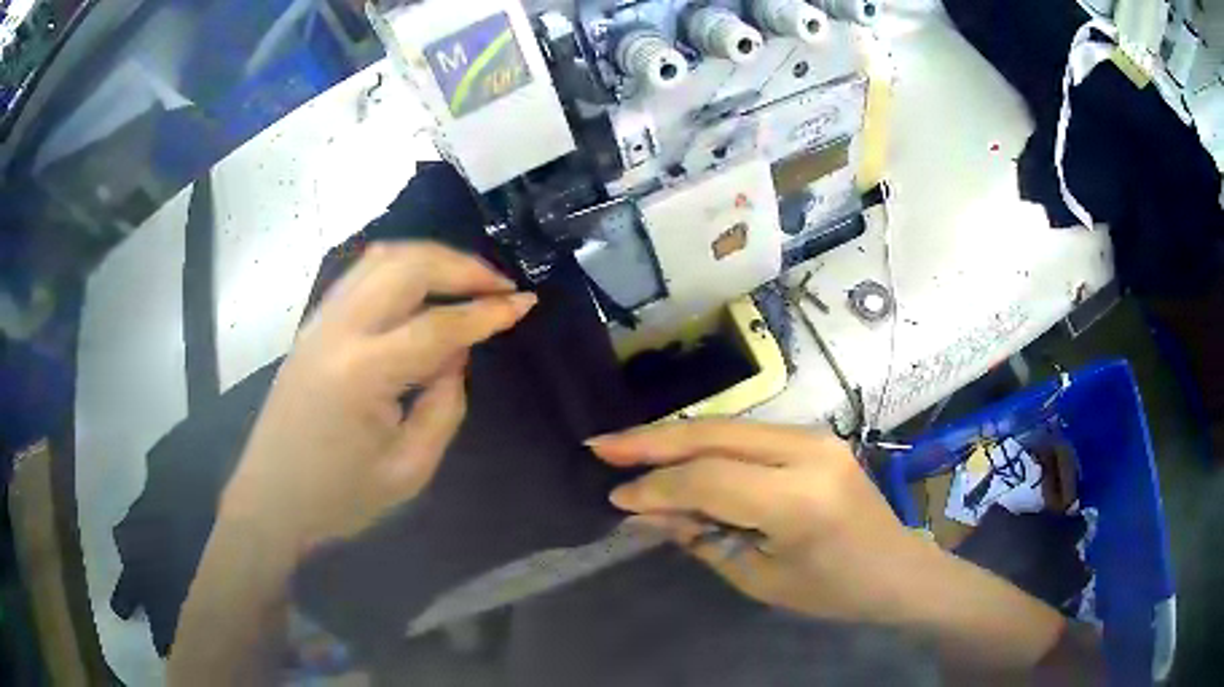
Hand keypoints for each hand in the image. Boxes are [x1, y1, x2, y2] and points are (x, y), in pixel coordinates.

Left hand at [221, 242, 536, 554]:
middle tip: (501, 286)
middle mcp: (338, 331)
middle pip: (408, 267)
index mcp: (362, 373)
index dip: (487, 312)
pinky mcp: (314, 325)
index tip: (526, 303)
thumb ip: (444, 406)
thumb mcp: (409, 469)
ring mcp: (320, 321)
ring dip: (432, 259)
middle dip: (462, 266)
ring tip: (469, 279)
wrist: (271, 499)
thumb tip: (459, 354)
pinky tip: (424, 287)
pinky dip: (402, 268)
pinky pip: (363, 275)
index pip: (438, 325)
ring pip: (382, 259)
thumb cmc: (339, 498)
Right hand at [588, 421, 938, 625]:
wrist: (898, 569)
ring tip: (625, 445)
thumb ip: (701, 538)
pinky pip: (747, 432)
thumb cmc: (833, 591)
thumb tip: (643, 511)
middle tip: (599, 445)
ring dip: (673, 436)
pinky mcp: (815, 436)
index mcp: (798, 500)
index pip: (708, 480)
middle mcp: (807, 452)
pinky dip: (704, 441)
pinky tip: (674, 450)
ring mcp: (815, 436)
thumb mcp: (760, 578)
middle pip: (714, 434)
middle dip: (651, 440)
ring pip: (727, 424)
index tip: (614, 497)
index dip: (656, 487)